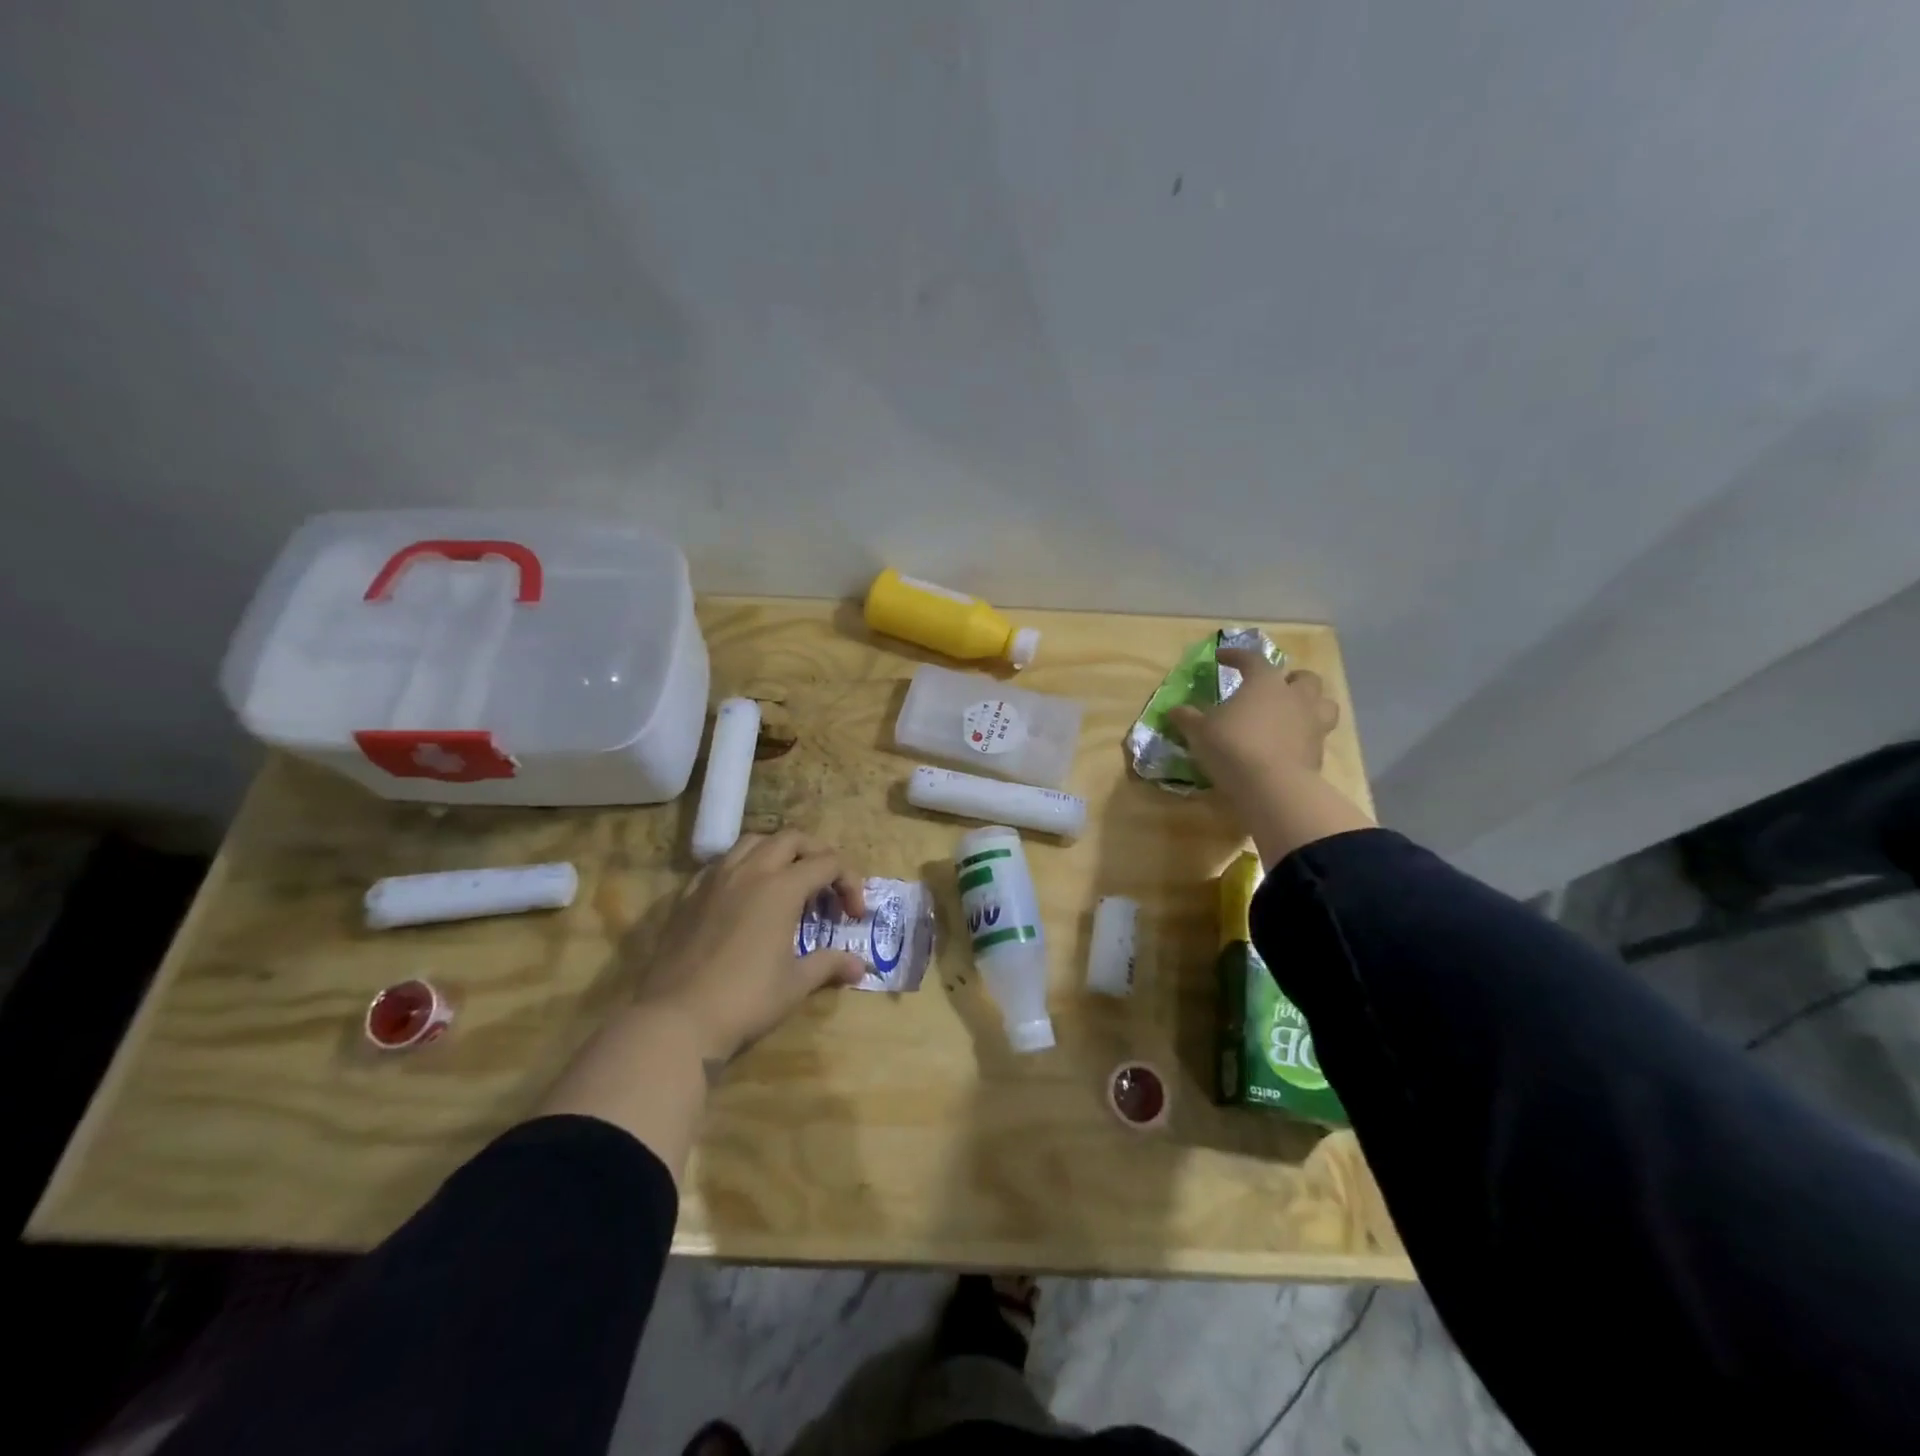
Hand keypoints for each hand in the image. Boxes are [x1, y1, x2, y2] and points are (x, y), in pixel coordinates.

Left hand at [634, 830, 868, 1065]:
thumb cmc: (745, 1000)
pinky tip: (744, 896)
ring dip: (778, 852)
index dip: (849, 883)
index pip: (827, 863)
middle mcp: (749, 872)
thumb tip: (860, 966)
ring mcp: (714, 880)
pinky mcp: (688, 896)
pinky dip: (742, 868)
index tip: (854, 916)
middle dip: (817, 854)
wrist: (675, 1020)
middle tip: (827, 885)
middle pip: (791, 839)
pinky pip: (720, 864)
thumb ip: (829, 964)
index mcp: (781, 888)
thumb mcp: (795, 985)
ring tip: (787, 881)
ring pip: (752, 842)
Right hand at [1166, 648, 1371, 865]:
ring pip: (1324, 704)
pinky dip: (1304, 737)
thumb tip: (1175, 710)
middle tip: (1275, 688)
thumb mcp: (1199, 731)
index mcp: (1265, 683)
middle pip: (1304, 678)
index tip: (1221, 657)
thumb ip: (1187, 717)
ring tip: (1294, 714)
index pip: (1252, 659)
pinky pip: (1317, 737)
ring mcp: (1312, 724)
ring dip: (1311, 705)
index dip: (1236, 656)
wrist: (1271, 786)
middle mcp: (1294, 697)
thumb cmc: (1232, 746)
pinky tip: (1288, 746)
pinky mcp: (1318, 753)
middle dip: (1290, 679)